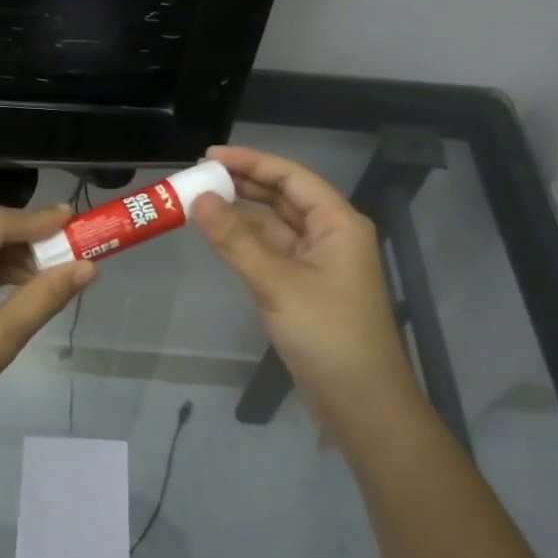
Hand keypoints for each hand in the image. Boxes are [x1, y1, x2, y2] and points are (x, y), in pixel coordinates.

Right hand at [191, 145, 415, 426]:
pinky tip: (219, 238)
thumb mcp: (277, 282)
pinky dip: (245, 242)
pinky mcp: (304, 288)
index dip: (251, 161)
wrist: (360, 401)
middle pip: (283, 197)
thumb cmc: (327, 333)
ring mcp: (318, 263)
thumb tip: (198, 199)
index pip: (290, 176)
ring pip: (275, 226)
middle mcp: (330, 235)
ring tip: (199, 202)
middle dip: (243, 184)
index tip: (209, 156)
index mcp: (337, 223)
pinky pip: (271, 252)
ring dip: (241, 214)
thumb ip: (235, 240)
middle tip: (198, 176)